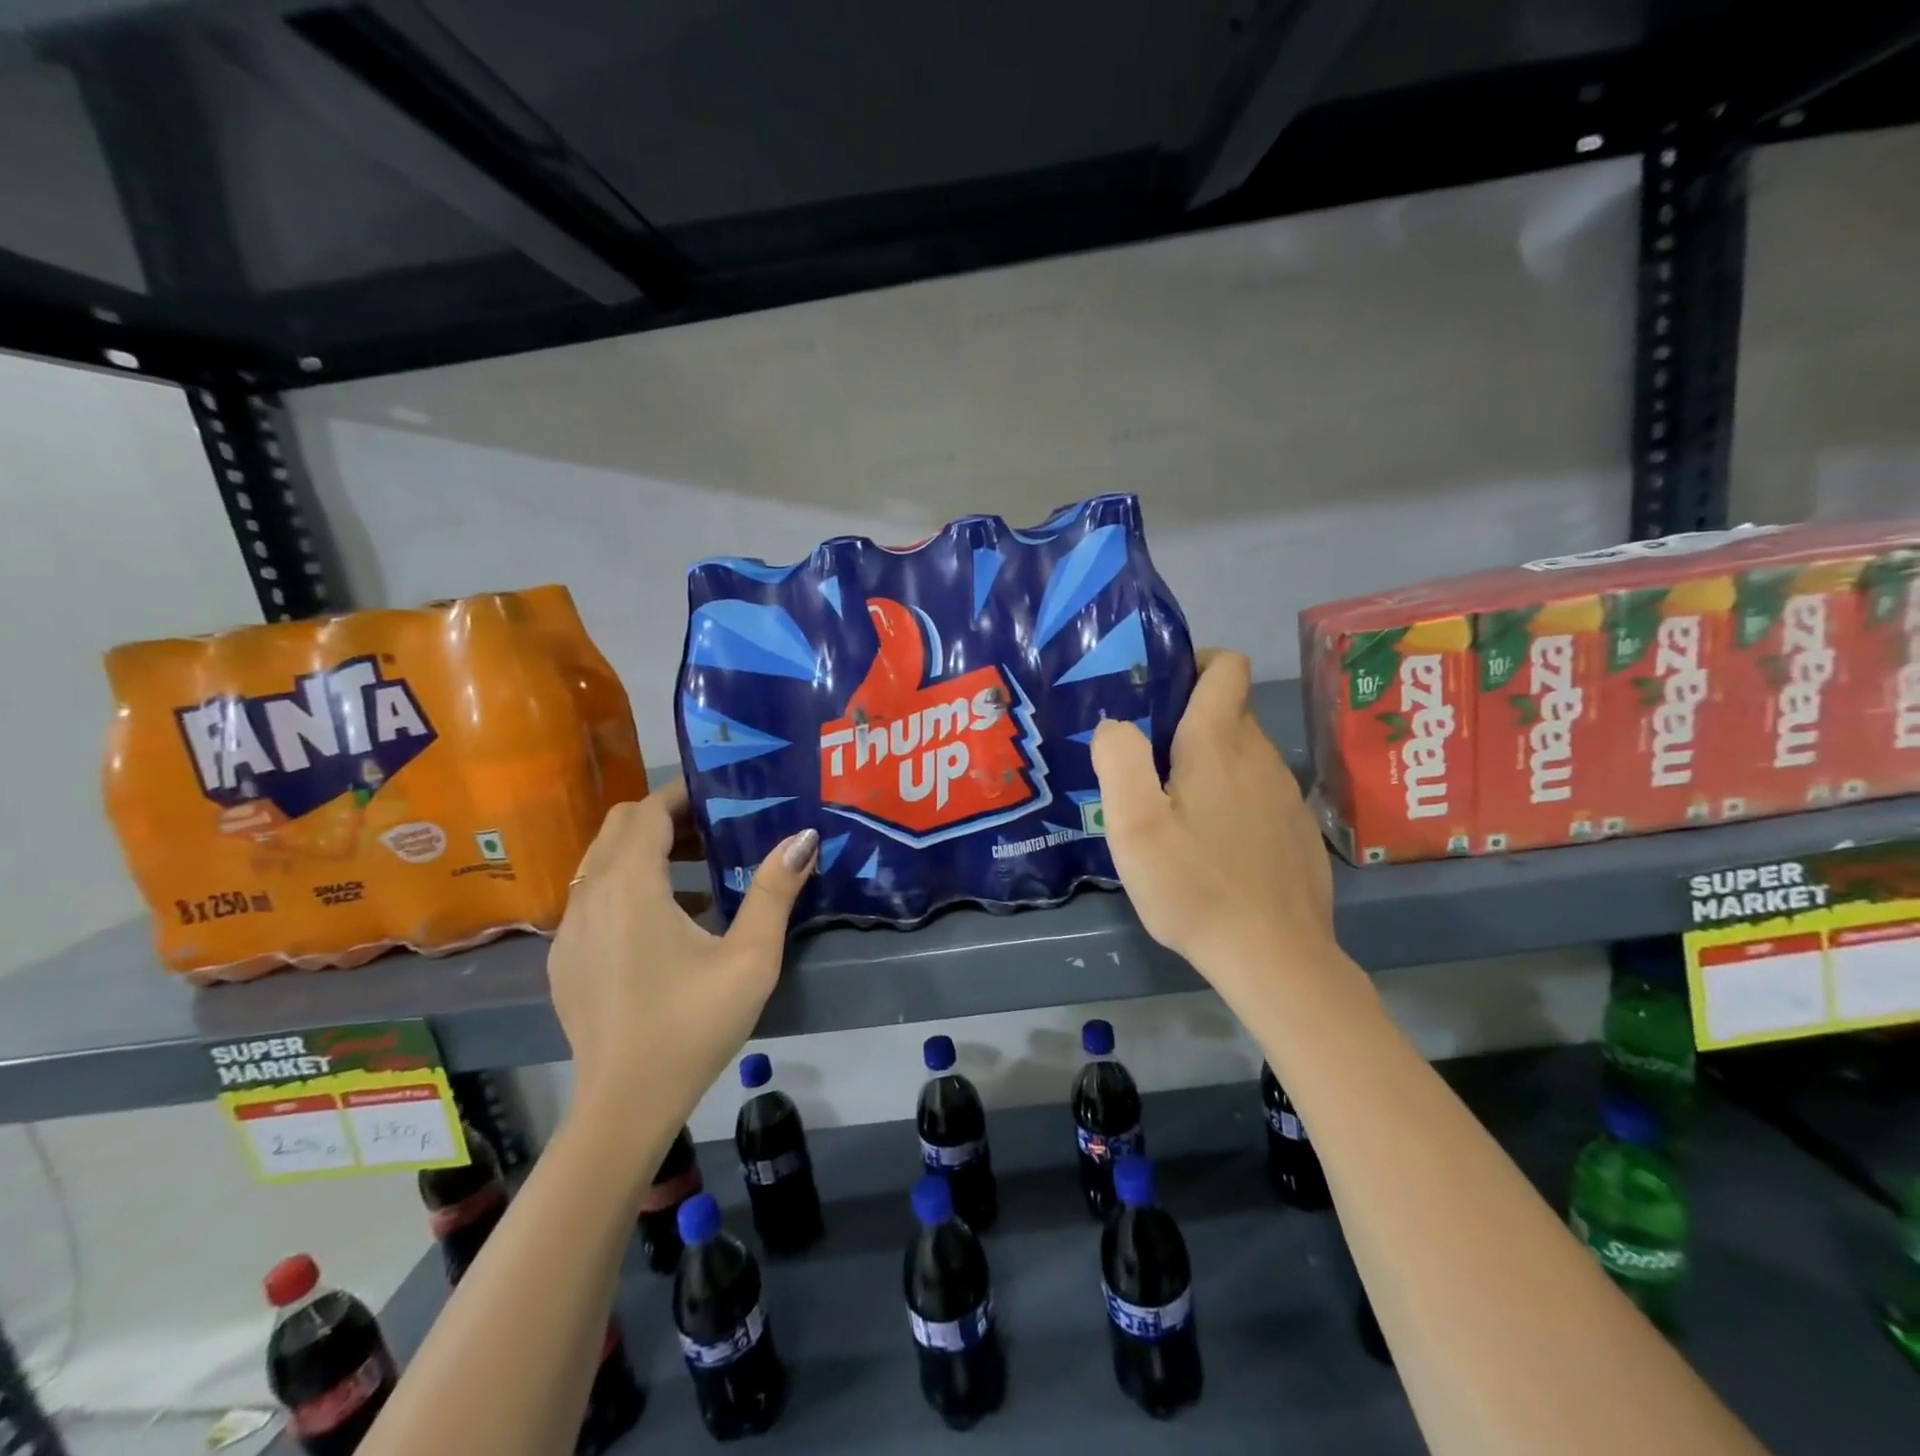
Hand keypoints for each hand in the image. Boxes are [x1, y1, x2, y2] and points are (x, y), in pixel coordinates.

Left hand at [548, 782, 817, 1127]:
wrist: (625, 1106)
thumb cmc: (693, 1025)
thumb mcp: (750, 958)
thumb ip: (775, 891)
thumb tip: (803, 837)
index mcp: (630, 887)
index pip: (647, 812)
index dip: (681, 794)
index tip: (719, 793)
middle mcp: (589, 897)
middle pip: (618, 828)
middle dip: (664, 817)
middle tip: (715, 829)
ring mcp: (570, 930)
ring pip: (601, 862)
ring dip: (644, 850)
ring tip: (698, 868)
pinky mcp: (565, 959)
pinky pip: (592, 897)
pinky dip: (625, 884)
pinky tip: (666, 920)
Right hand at [1091, 650, 1339, 1006]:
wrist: (1273, 956)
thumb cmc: (1193, 885)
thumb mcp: (1134, 824)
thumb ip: (1119, 759)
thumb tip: (1116, 725)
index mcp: (1219, 743)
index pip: (1225, 666)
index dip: (1193, 661)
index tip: (1157, 690)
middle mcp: (1260, 756)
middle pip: (1229, 710)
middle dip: (1187, 718)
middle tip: (1144, 759)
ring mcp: (1285, 793)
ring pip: (1242, 753)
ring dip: (1208, 762)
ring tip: (1172, 805)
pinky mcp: (1295, 828)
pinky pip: (1258, 791)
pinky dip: (1231, 796)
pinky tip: (1211, 842)